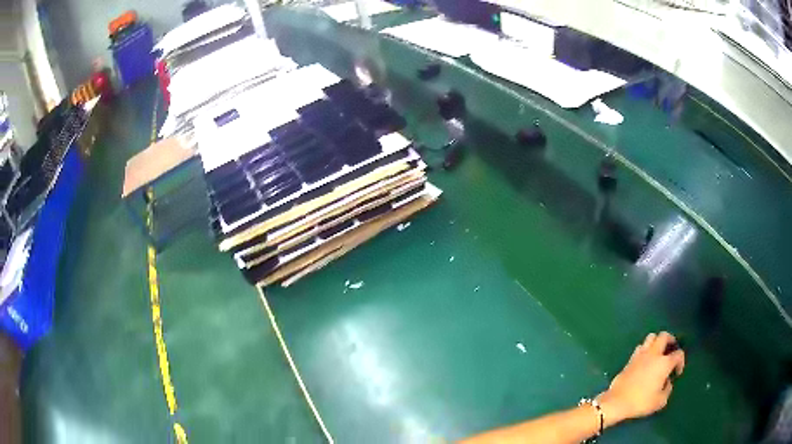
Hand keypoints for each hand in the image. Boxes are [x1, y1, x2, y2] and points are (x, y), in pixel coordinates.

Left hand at [597, 332, 684, 426]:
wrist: (617, 402)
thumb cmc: (641, 402)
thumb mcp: (660, 401)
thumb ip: (667, 389)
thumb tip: (666, 382)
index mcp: (664, 363)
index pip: (679, 354)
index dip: (681, 361)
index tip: (677, 372)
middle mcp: (654, 354)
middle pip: (664, 336)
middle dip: (671, 340)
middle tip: (671, 350)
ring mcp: (640, 355)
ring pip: (651, 337)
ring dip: (657, 341)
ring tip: (658, 352)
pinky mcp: (630, 359)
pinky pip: (640, 347)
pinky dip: (645, 349)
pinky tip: (646, 359)